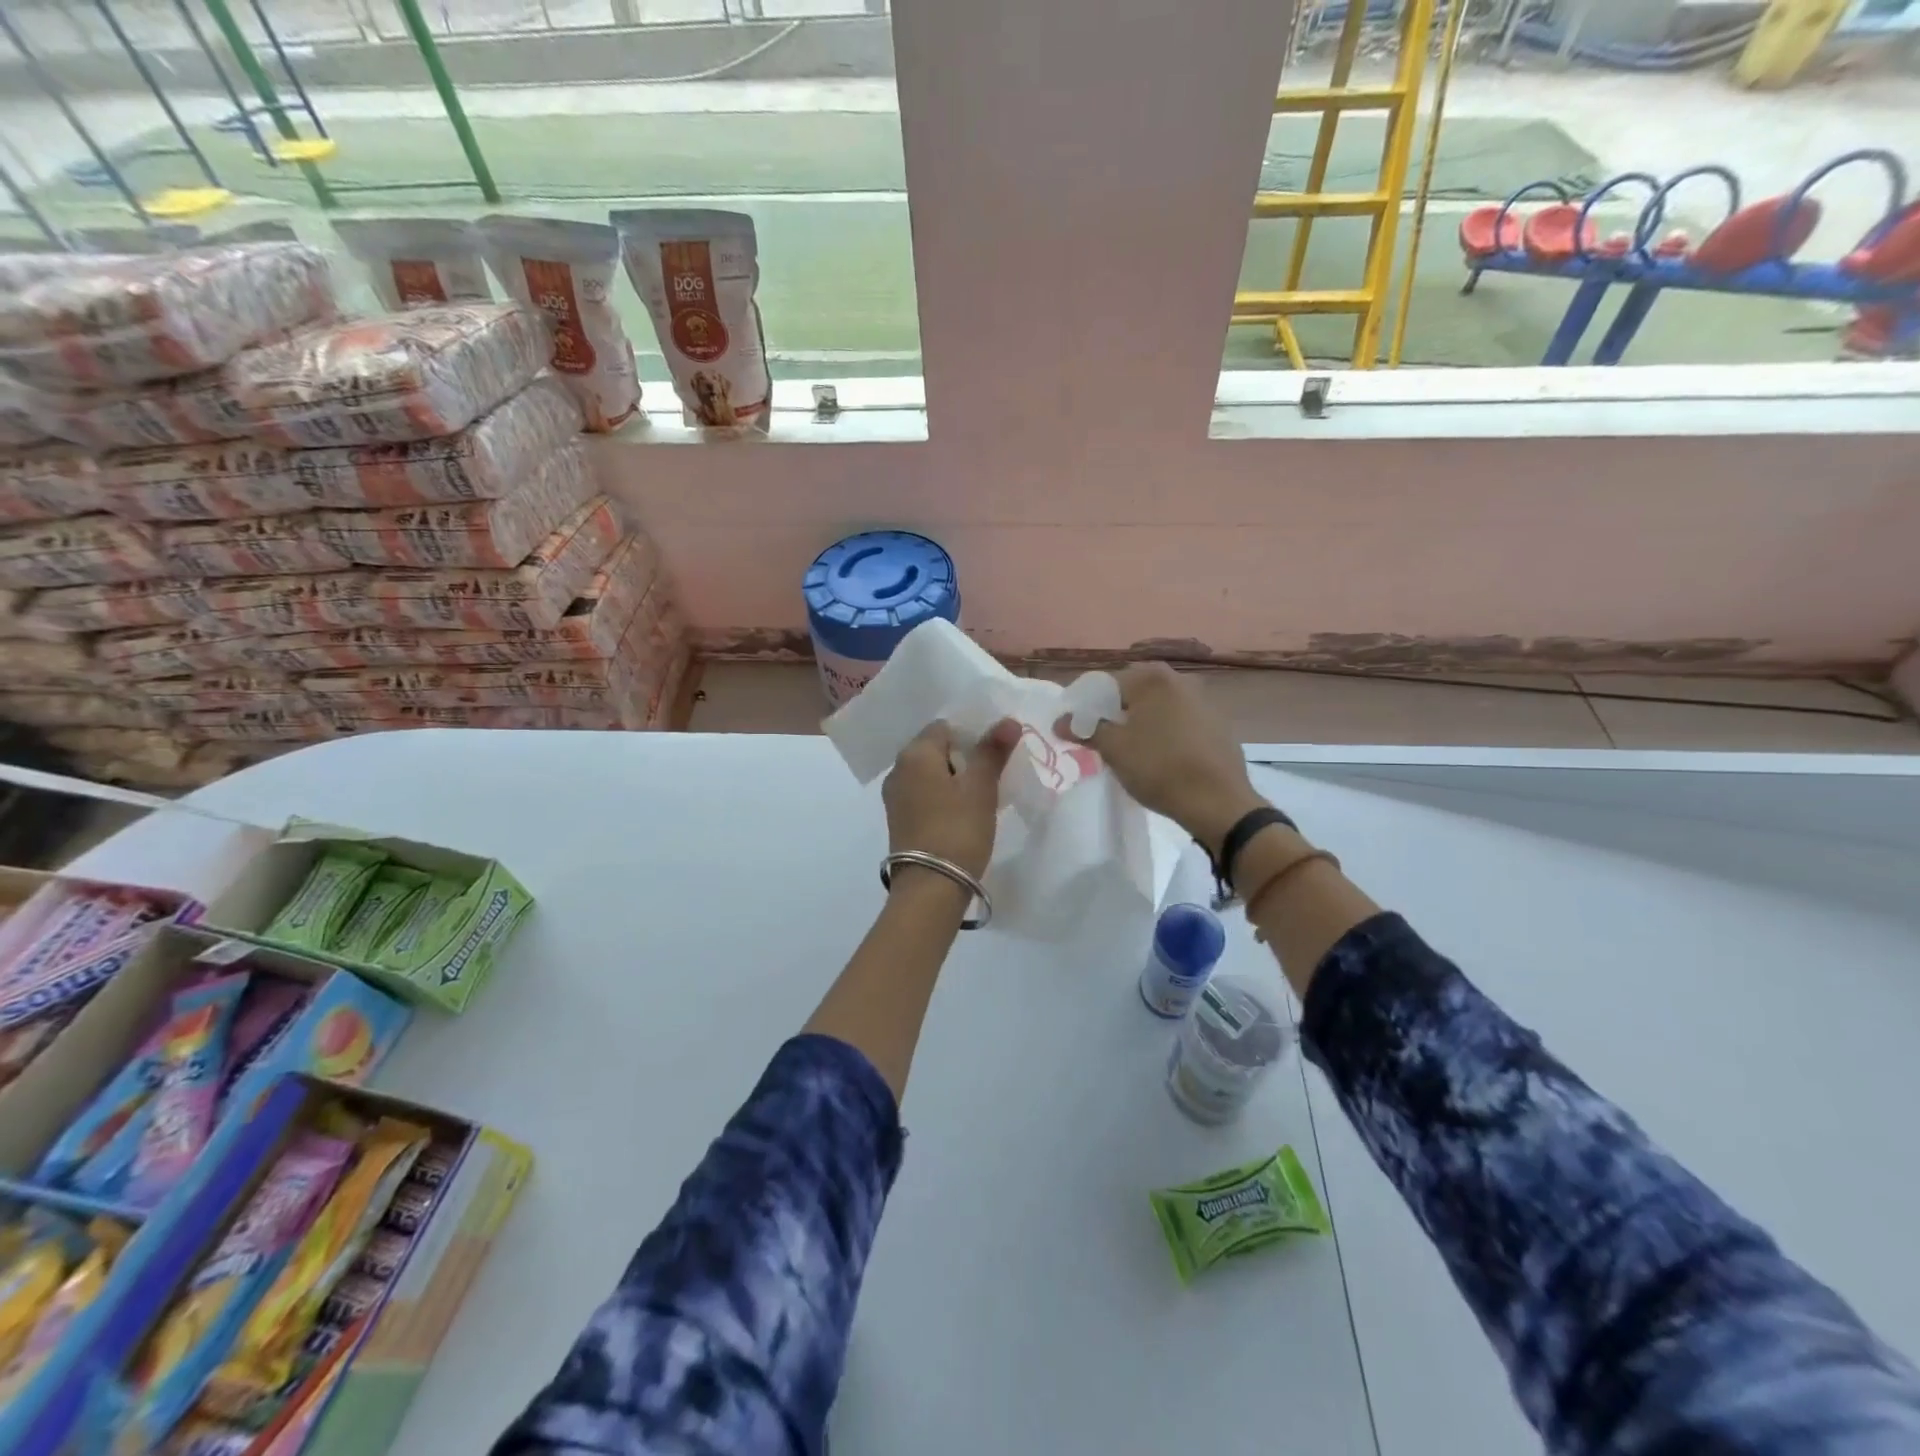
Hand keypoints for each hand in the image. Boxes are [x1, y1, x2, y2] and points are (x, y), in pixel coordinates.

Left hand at [882, 718, 1020, 881]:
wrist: (930, 887)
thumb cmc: (958, 829)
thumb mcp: (981, 788)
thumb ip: (993, 751)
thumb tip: (1008, 720)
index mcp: (915, 754)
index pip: (945, 727)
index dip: (972, 733)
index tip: (995, 752)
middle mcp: (898, 769)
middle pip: (936, 750)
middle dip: (964, 757)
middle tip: (994, 772)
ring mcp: (895, 797)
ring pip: (930, 774)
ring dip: (955, 779)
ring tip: (983, 794)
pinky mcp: (899, 820)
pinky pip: (924, 795)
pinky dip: (944, 797)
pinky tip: (964, 812)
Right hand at [1057, 663, 1265, 852]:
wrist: (1218, 802)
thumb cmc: (1159, 768)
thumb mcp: (1114, 749)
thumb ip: (1085, 729)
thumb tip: (1060, 721)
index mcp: (1152, 678)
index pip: (1105, 684)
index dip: (1085, 706)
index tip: (1075, 728)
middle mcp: (1180, 680)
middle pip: (1133, 693)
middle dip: (1113, 713)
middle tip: (1099, 739)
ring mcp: (1203, 701)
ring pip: (1157, 707)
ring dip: (1139, 722)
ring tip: (1127, 750)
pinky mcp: (1218, 725)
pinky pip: (1179, 722)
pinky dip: (1163, 732)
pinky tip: (1159, 757)